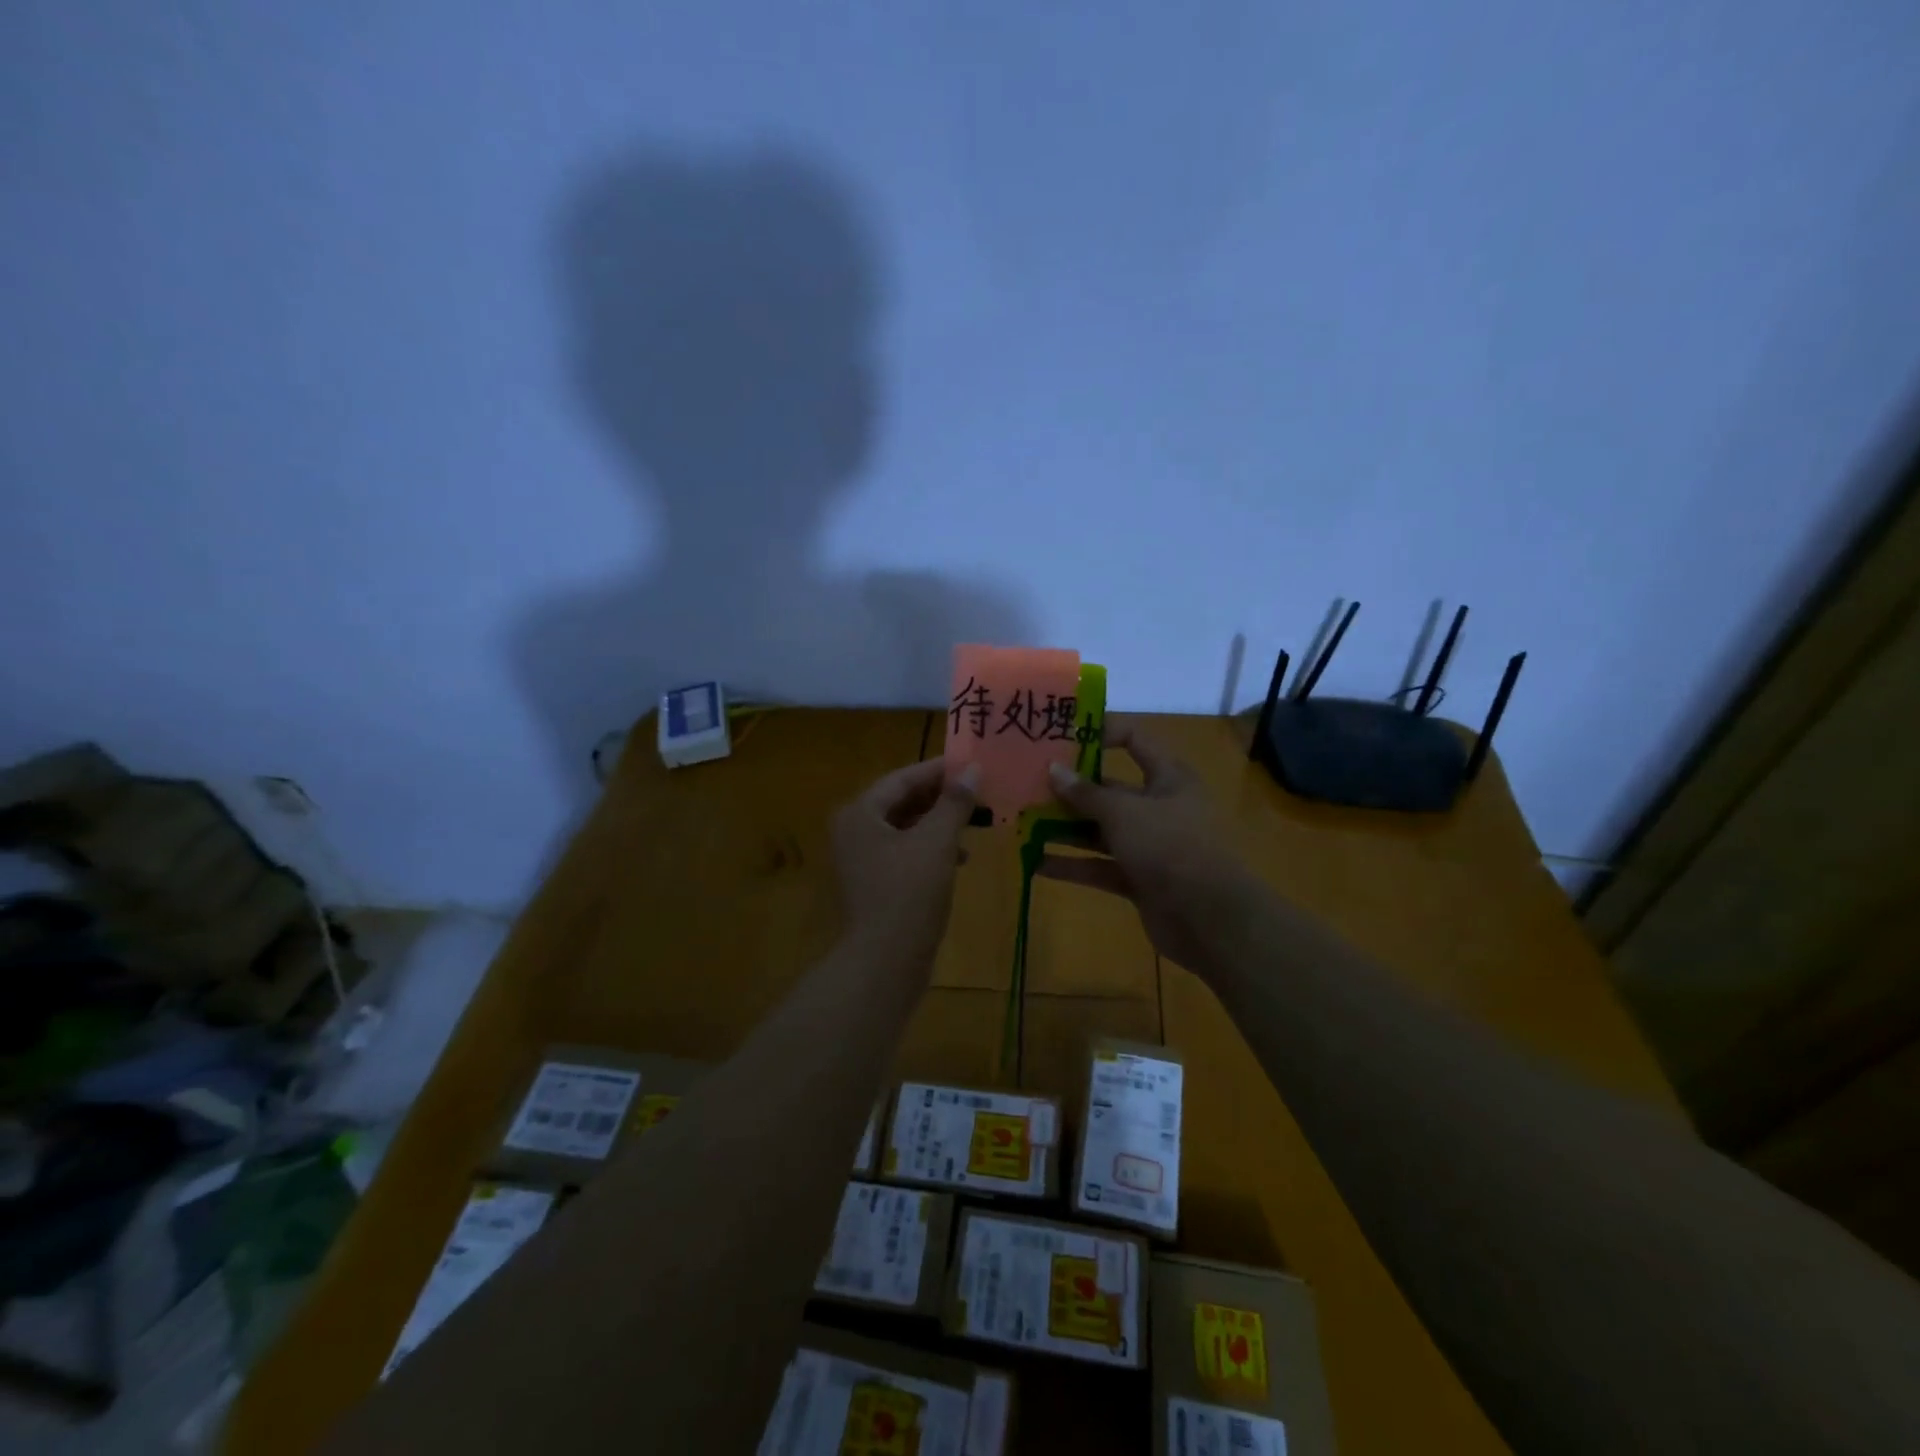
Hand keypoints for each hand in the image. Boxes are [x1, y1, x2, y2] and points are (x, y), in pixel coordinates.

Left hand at [832, 758, 977, 967]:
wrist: (885, 962)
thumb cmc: (909, 892)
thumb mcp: (937, 841)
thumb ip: (954, 803)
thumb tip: (973, 770)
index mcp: (860, 813)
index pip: (902, 778)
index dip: (938, 770)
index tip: (971, 764)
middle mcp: (853, 831)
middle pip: (901, 802)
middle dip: (940, 797)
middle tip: (976, 791)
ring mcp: (860, 860)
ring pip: (904, 828)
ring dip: (938, 823)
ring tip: (973, 823)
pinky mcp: (873, 884)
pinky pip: (904, 853)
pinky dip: (930, 849)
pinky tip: (958, 858)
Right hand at [1041, 721, 1263, 971]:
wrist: (1209, 919)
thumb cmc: (1169, 846)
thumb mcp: (1123, 812)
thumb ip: (1085, 793)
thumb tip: (1053, 769)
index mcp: (1168, 777)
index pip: (1134, 740)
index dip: (1100, 733)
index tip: (1061, 735)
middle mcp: (1159, 806)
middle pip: (1110, 789)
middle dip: (1071, 788)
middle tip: (1028, 782)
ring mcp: (1149, 845)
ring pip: (1101, 830)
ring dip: (1065, 828)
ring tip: (1023, 821)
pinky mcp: (1139, 879)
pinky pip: (1099, 866)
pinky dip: (1072, 865)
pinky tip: (1035, 864)